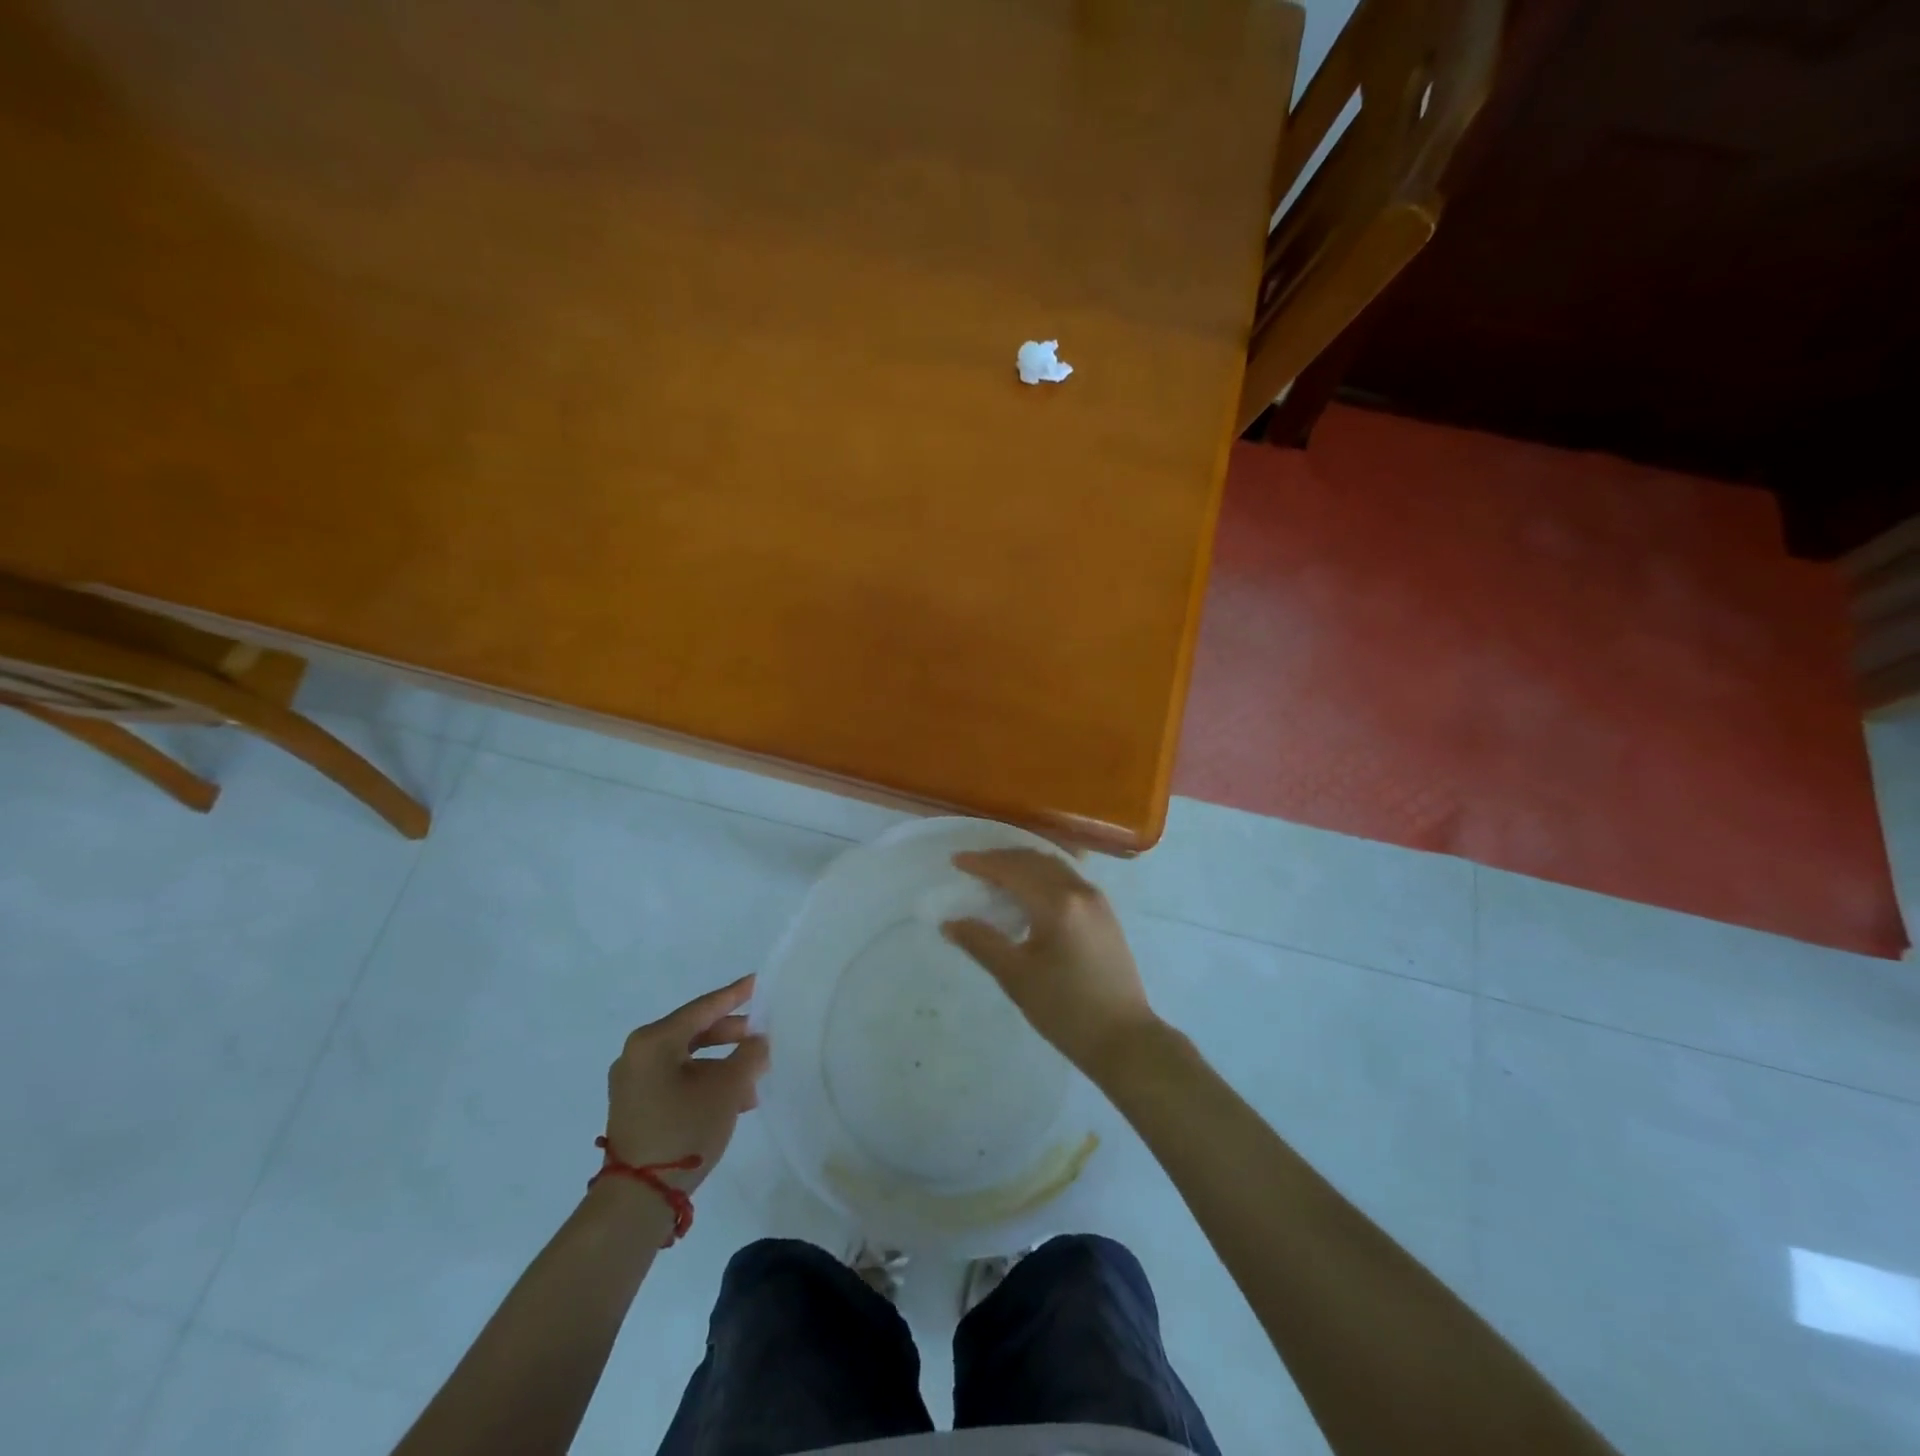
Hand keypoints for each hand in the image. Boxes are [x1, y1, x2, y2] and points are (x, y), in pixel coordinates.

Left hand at [604, 975, 769, 1194]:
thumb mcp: (727, 1088)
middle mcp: (637, 1054)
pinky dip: (705, 1082)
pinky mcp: (635, 1107)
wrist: (638, 1199)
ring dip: (722, 1064)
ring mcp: (633, 1083)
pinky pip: (677, 1080)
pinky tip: (733, 1099)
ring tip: (754, 1077)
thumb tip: (759, 1041)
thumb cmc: (683, 1129)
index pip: (703, 1008)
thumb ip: (749, 1055)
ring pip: (688, 1059)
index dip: (735, 995)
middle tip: (762, 1036)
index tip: (758, 983)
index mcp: (654, 1040)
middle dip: (732, 1035)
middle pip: (694, 1032)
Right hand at [941, 849, 1159, 1080]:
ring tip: (998, 875)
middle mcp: (1080, 891)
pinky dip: (1043, 876)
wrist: (1124, 1039)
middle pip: (1035, 860)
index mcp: (1058, 903)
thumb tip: (950, 923)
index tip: (956, 861)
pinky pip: (1068, 879)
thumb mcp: (1016, 977)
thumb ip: (981, 943)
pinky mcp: (1105, 914)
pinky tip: (1031, 893)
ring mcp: (1097, 901)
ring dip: (1024, 865)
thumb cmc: (1065, 1010)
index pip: (1013, 870)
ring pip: (1055, 867)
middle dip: (1002, 859)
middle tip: (974, 866)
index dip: (983, 863)